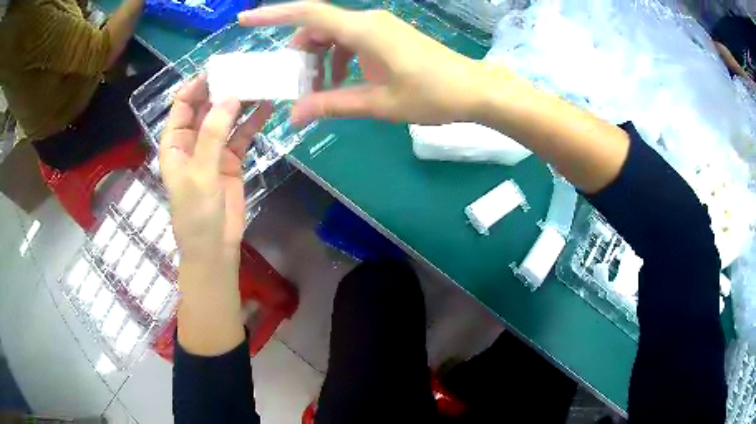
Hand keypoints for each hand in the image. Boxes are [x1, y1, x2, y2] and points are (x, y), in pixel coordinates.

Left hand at [159, 76, 272, 264]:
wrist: (215, 247)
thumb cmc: (196, 213)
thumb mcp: (200, 172)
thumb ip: (213, 133)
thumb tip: (231, 96)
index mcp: (175, 143)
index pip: (182, 105)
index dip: (197, 86)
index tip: (219, 71)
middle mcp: (192, 141)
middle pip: (206, 108)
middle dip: (223, 90)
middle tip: (246, 72)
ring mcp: (213, 149)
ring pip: (227, 118)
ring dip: (242, 103)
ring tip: (261, 85)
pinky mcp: (232, 159)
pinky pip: (242, 135)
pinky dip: (253, 122)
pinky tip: (267, 107)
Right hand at [238, 2, 509, 124]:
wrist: (474, 89)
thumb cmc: (431, 95)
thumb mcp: (377, 103)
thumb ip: (333, 104)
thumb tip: (294, 116)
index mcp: (363, 31)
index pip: (307, 14)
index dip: (273, 15)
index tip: (244, 19)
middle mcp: (368, 21)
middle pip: (318, 27)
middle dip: (300, 54)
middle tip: (296, 85)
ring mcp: (380, 27)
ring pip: (335, 35)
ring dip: (321, 60)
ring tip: (320, 91)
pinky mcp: (389, 36)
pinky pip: (352, 41)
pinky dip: (340, 59)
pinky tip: (343, 82)